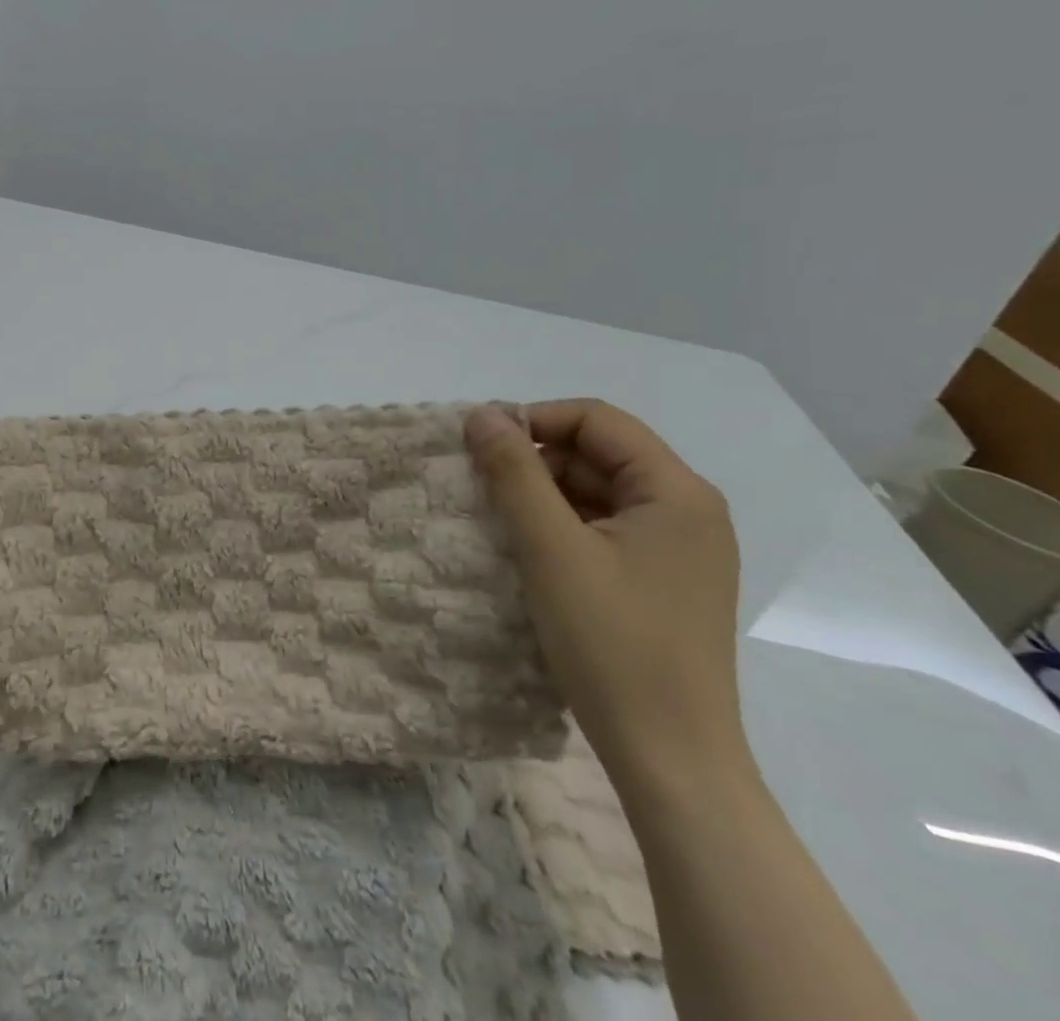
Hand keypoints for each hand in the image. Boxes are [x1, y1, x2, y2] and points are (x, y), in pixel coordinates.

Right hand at [465, 400, 751, 796]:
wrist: (670, 757)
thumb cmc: (612, 642)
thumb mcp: (550, 547)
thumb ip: (514, 472)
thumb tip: (481, 414)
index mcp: (677, 492)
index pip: (597, 420)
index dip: (534, 420)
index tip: (481, 448)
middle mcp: (689, 511)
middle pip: (599, 453)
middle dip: (536, 460)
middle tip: (482, 489)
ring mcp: (680, 549)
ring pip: (598, 492)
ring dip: (544, 495)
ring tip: (498, 521)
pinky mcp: (663, 580)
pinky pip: (605, 528)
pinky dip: (562, 526)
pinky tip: (528, 550)